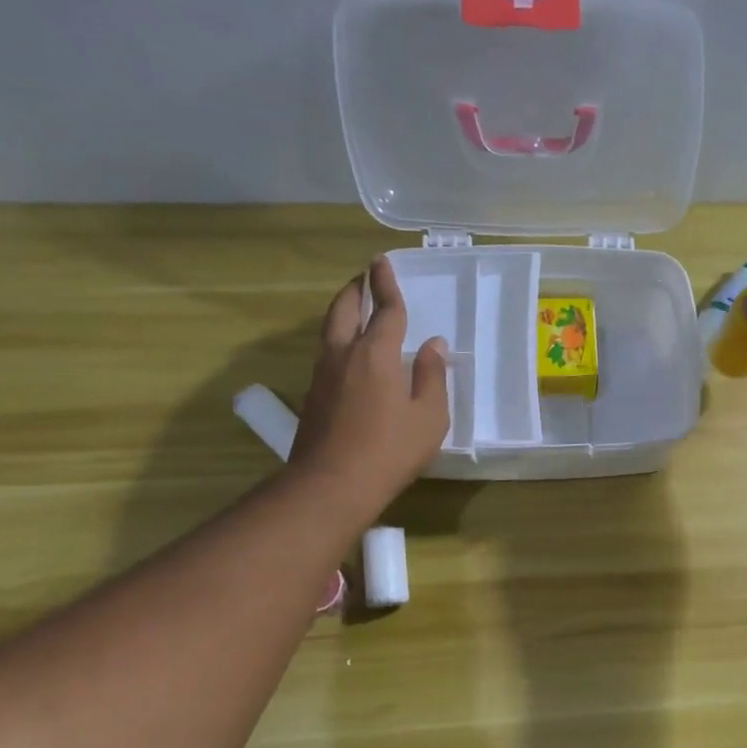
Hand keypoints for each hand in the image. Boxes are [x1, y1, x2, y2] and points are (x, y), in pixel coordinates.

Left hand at [288, 255, 449, 510]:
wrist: (331, 485)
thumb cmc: (390, 449)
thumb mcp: (429, 416)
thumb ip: (432, 377)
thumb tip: (434, 346)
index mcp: (376, 354)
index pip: (385, 310)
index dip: (386, 285)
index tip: (382, 262)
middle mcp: (343, 355)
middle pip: (344, 310)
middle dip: (355, 289)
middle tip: (364, 278)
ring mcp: (322, 375)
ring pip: (330, 331)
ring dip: (343, 313)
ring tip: (357, 310)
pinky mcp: (313, 396)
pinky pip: (327, 354)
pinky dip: (339, 340)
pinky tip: (351, 355)